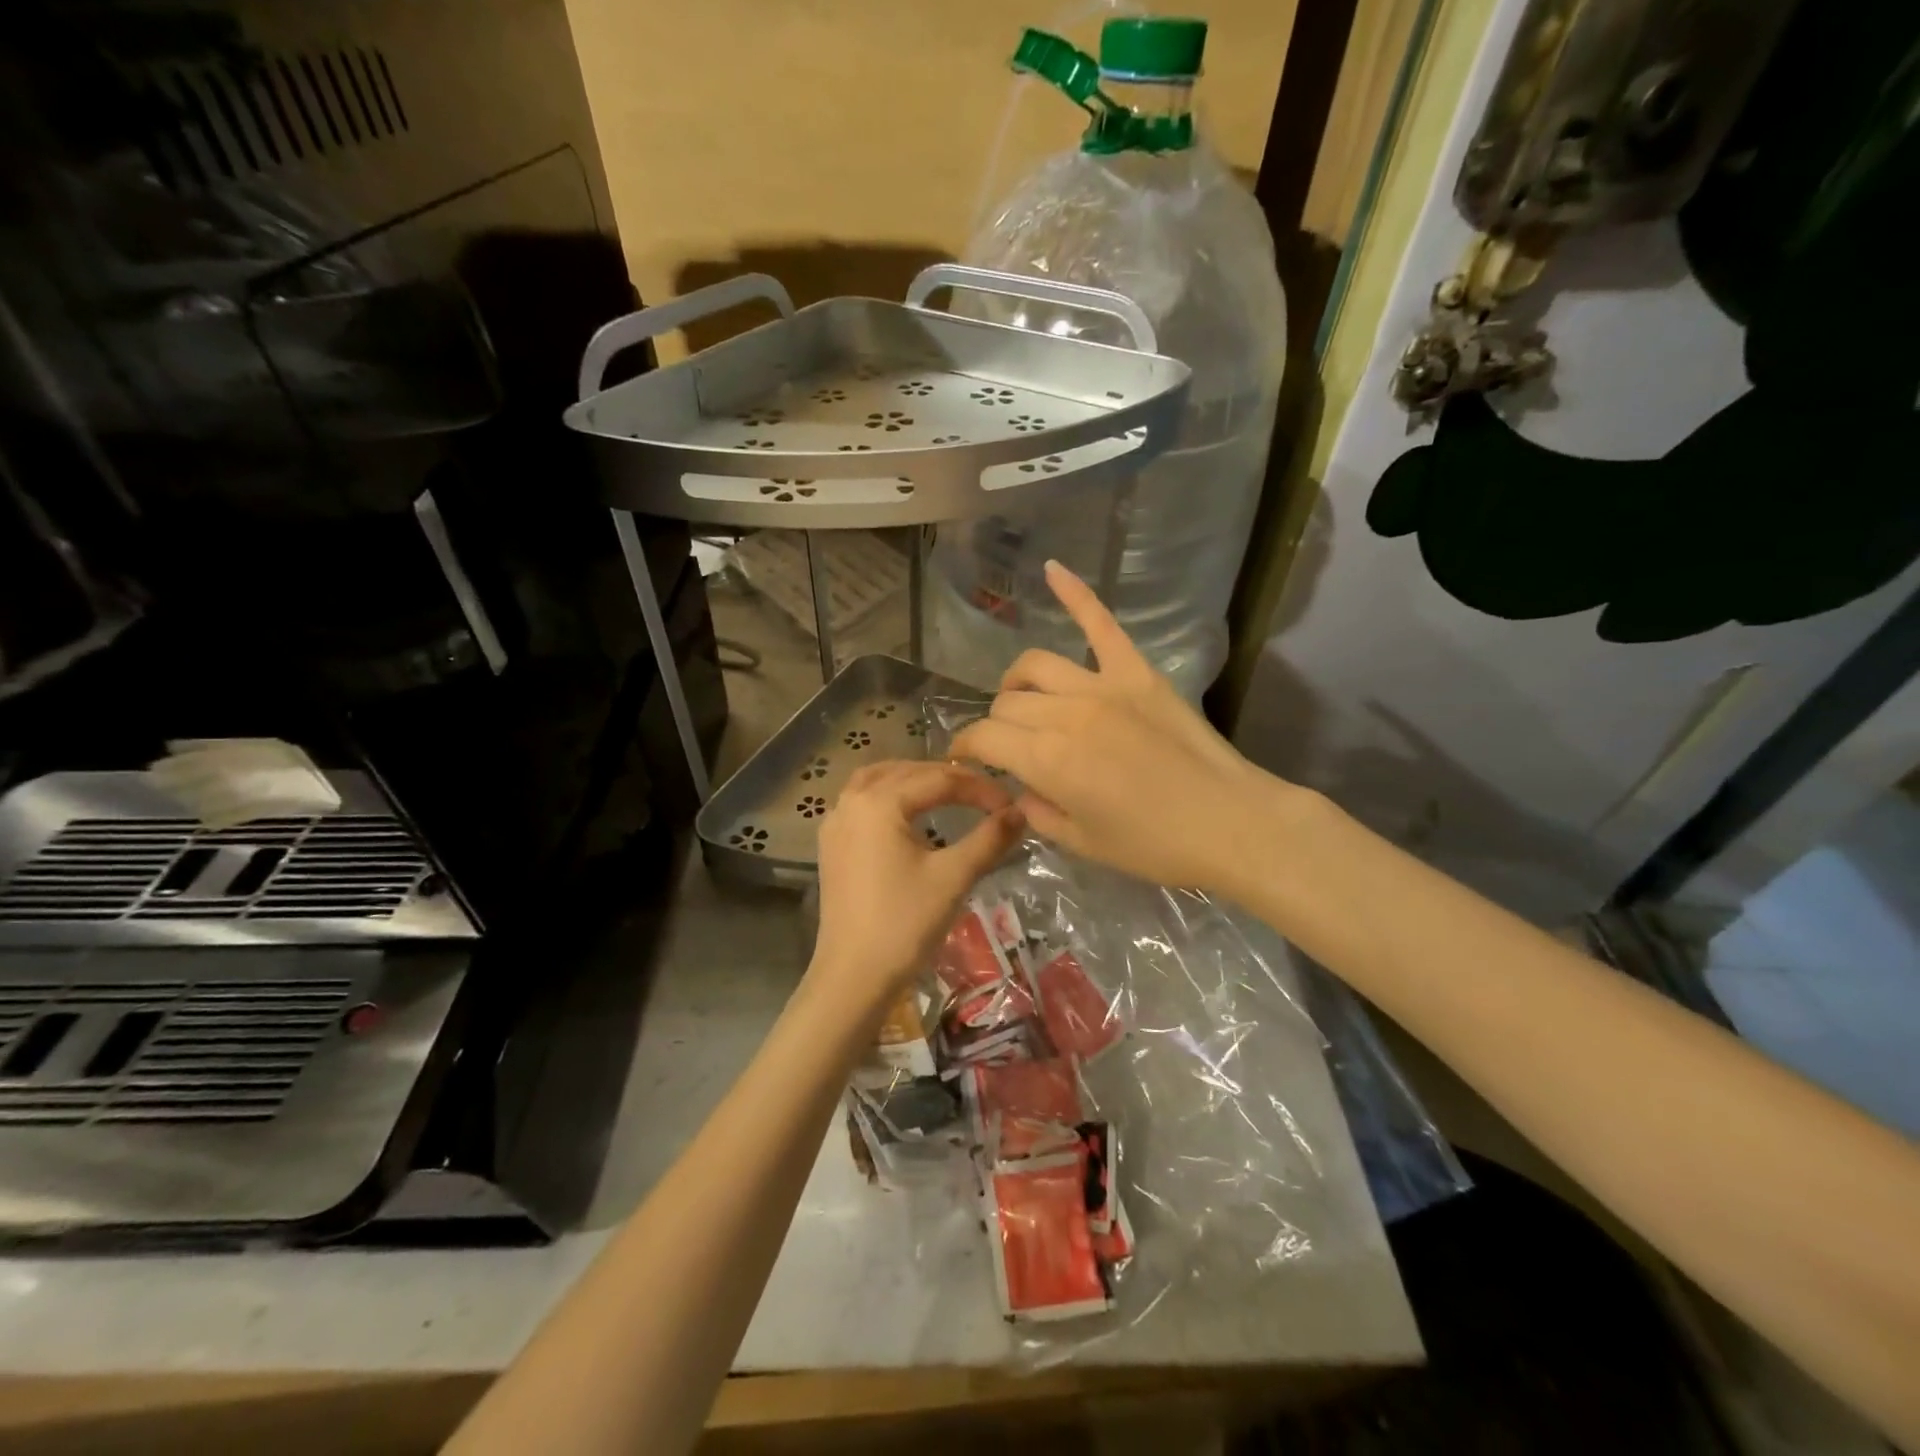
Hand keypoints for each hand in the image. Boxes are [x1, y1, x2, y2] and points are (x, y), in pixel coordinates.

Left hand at [808, 761, 1022, 1011]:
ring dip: (913, 779)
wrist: (853, 976)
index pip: (940, 781)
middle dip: (948, 778)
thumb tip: (1019, 813)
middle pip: (907, 772)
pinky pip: (861, 802)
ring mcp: (836, 824)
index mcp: (880, 802)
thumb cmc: (904, 924)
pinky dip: (888, 795)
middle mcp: (851, 802)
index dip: (980, 788)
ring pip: (878, 781)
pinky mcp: (831, 846)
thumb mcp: (954, 877)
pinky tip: (907, 814)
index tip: (1010, 804)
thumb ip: (989, 839)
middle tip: (985, 795)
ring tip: (946, 791)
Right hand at [950, 561, 1300, 893]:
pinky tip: (1051, 568)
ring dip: (1017, 684)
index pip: (984, 737)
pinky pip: (1100, 624)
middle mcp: (1066, 714)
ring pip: (1035, 667)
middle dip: (997, 728)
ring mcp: (1103, 685)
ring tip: (1023, 701)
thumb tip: (1021, 786)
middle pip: (1007, 704)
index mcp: (1048, 760)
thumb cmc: (1154, 846)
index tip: (963, 759)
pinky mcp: (1136, 671)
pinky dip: (1075, 594)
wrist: (1231, 823)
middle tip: (1009, 750)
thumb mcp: (1082, 844)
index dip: (965, 748)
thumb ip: (1037, 811)